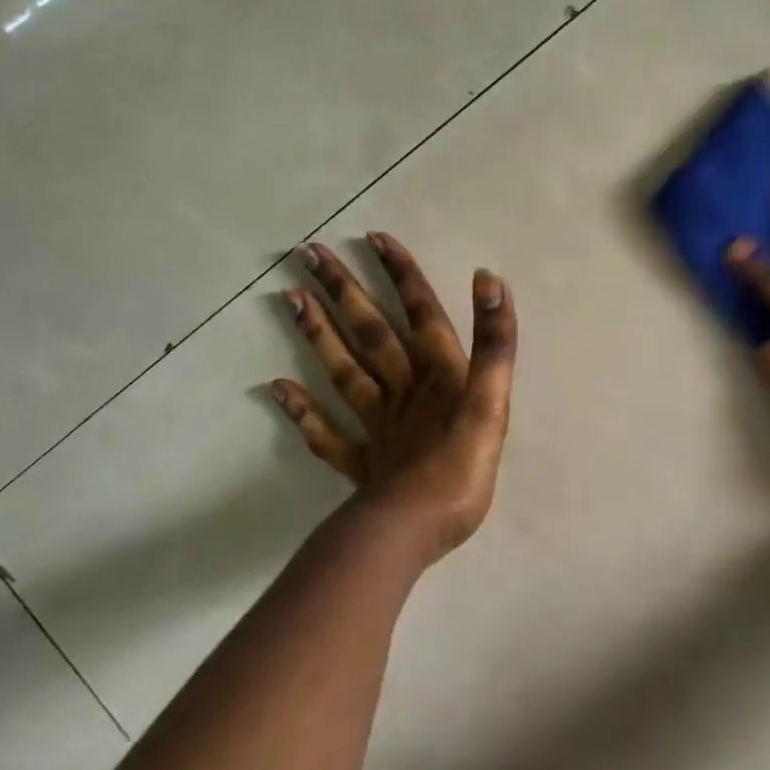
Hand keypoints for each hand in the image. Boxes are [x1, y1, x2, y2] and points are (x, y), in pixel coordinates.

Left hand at [271, 234, 517, 564]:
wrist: (413, 531)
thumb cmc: (460, 470)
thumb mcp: (491, 404)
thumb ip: (494, 344)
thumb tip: (488, 280)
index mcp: (438, 375)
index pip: (421, 313)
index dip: (402, 275)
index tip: (374, 237)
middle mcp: (403, 390)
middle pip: (372, 332)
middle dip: (345, 290)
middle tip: (309, 253)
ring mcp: (376, 426)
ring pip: (344, 371)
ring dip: (318, 334)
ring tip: (289, 298)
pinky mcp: (362, 462)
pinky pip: (326, 434)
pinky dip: (301, 412)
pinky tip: (275, 388)